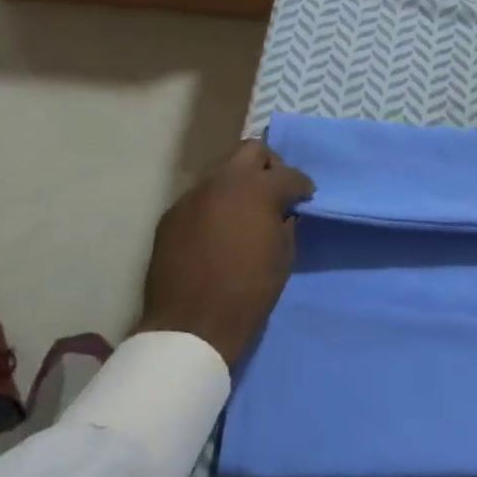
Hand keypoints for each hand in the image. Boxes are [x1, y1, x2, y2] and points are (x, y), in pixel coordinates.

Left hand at [137, 139, 315, 366]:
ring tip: (245, 211)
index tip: (305, 198)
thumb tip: (284, 212)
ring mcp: (192, 196)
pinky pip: (200, 197)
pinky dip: (215, 204)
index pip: (289, 174)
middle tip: (274, 193)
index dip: (302, 186)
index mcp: (257, 190)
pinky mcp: (171, 215)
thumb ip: (286, 224)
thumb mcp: (283, 257)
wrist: (191, 326)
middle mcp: (223, 182)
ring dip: (238, 183)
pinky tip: (218, 230)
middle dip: (268, 166)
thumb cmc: (249, 293)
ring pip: (222, 171)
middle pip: (251, 150)